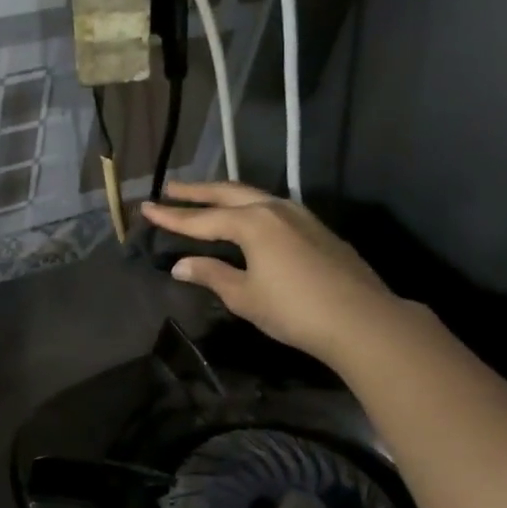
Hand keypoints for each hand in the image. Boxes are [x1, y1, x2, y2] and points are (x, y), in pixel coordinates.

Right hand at [142, 181, 401, 361]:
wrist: (361, 319)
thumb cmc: (293, 309)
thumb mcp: (244, 296)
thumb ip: (211, 275)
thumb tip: (182, 265)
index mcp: (252, 223)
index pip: (201, 219)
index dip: (171, 216)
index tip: (146, 208)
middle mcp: (274, 209)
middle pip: (228, 194)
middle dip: (197, 191)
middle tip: (171, 188)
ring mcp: (300, 216)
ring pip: (254, 196)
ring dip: (225, 195)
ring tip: (205, 196)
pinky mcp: (316, 229)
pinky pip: (272, 207)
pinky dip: (249, 206)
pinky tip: (247, 216)